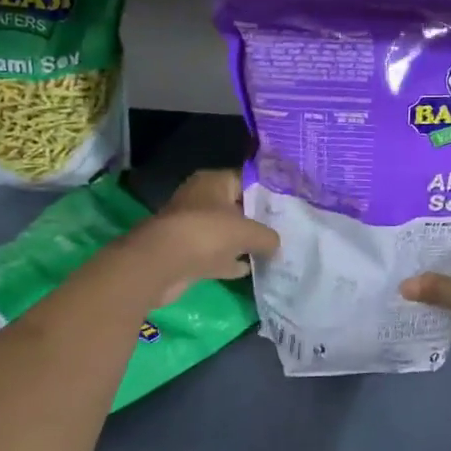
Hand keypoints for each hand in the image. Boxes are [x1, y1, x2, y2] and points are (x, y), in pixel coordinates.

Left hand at [131, 168, 278, 304]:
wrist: (162, 264)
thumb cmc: (207, 233)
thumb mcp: (248, 231)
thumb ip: (267, 236)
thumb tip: (277, 244)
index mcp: (213, 181)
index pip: (246, 180)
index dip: (267, 192)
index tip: (287, 206)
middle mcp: (201, 199)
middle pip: (235, 207)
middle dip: (256, 219)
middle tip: (283, 230)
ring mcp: (192, 227)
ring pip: (224, 232)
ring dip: (242, 243)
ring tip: (270, 252)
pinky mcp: (186, 253)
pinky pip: (214, 255)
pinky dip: (228, 261)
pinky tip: (248, 270)